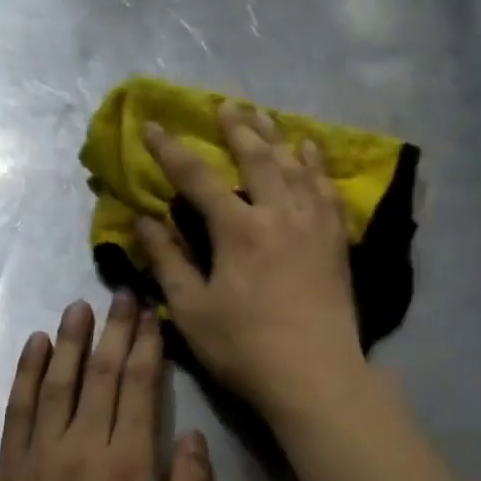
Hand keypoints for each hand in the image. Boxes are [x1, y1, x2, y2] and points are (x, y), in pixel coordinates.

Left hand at [0, 295, 212, 480]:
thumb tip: (191, 436)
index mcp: (128, 467)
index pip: (139, 388)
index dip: (146, 346)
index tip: (149, 313)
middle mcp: (82, 449)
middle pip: (100, 375)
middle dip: (113, 331)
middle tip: (120, 293)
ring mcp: (39, 459)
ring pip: (56, 383)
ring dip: (68, 341)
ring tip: (77, 305)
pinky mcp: (8, 475)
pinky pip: (18, 411)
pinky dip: (26, 374)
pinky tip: (33, 348)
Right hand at [137, 103, 366, 417]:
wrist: (317, 374)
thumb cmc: (245, 347)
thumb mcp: (192, 309)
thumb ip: (168, 260)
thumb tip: (144, 219)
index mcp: (238, 229)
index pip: (197, 177)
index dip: (170, 149)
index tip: (151, 125)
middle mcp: (279, 213)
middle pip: (256, 156)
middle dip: (235, 127)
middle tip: (223, 105)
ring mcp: (314, 222)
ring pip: (295, 164)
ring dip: (275, 135)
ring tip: (262, 115)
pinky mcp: (336, 238)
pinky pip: (327, 187)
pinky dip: (316, 163)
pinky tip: (311, 150)